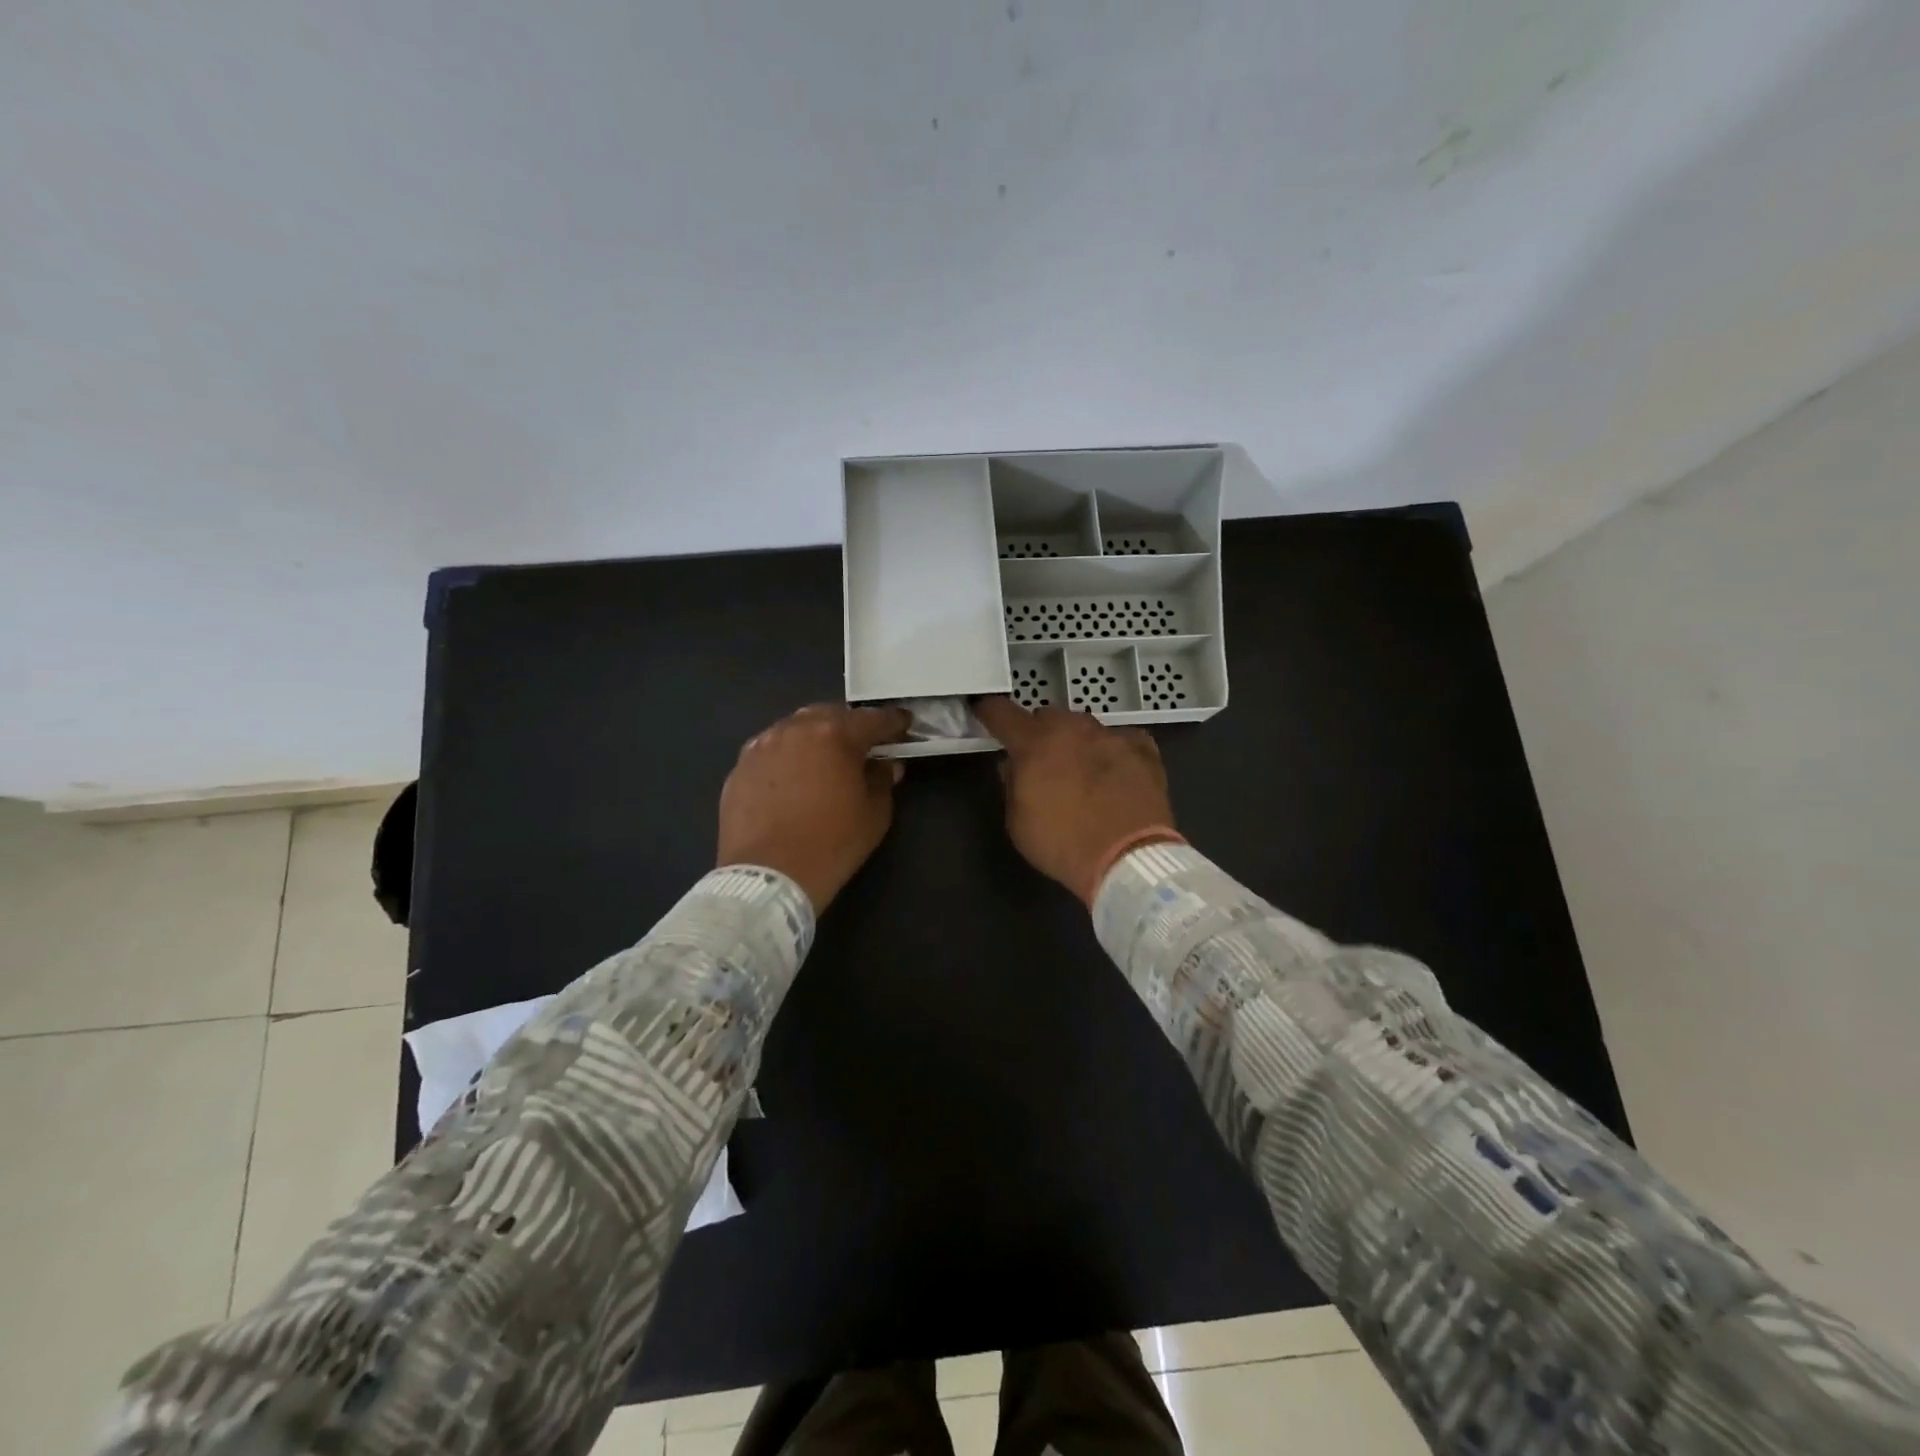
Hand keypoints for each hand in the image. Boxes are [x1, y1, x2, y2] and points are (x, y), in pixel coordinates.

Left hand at [717, 704, 912, 912]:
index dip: (893, 722)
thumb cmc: (831, 844)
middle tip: (862, 743)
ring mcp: (762, 746)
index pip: (872, 719)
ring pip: (795, 729)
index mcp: (835, 735)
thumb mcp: (874, 815)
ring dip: (814, 737)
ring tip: (824, 757)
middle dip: (849, 725)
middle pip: (829, 715)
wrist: (768, 876)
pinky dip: (787, 756)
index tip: (904, 724)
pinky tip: (792, 777)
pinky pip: (770, 751)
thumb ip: (882, 780)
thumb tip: (885, 765)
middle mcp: (795, 729)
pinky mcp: (740, 767)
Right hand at [973, 697, 1179, 903]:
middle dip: (1040, 734)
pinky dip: (1114, 751)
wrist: (1130, 859)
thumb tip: (1012, 765)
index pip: (1001, 712)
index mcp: (1033, 743)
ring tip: (1082, 771)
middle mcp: (1071, 728)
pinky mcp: (1143, 748)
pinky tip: (1117, 773)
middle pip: (1047, 716)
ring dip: (1076, 742)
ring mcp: (1110, 735)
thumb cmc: (1063, 845)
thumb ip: (1011, 785)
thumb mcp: (1018, 823)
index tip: (986, 715)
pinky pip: (1120, 739)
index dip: (989, 712)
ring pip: (1084, 726)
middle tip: (1042, 762)